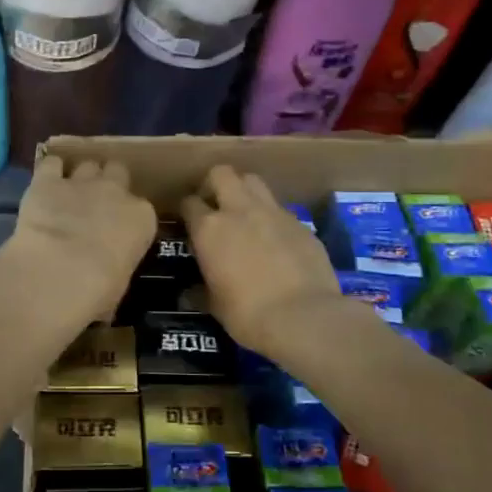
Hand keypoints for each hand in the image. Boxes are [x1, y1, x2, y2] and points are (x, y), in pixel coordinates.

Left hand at [5, 155, 157, 324]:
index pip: (142, 209)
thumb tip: (107, 277)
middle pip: (118, 171)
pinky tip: (44, 185)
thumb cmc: (98, 290)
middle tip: (96, 203)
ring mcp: (82, 182)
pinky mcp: (47, 180)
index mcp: (142, 218)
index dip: (128, 217)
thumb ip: (117, 265)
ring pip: (87, 165)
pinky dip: (49, 172)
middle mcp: (116, 192)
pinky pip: (52, 164)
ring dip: (80, 177)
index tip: (118, 230)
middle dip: (108, 183)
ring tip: (69, 195)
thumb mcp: (119, 283)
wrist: (58, 271)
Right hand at [182, 165, 348, 356]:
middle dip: (214, 184)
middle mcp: (239, 210)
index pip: (189, 203)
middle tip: (215, 207)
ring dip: (244, 191)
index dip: (187, 211)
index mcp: (209, 228)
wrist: (304, 317)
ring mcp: (273, 212)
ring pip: (253, 181)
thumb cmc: (248, 314)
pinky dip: (272, 217)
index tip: (189, 223)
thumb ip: (200, 291)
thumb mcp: (215, 305)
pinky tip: (275, 239)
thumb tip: (188, 294)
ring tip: (245, 215)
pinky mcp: (300, 222)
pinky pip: (279, 208)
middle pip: (222, 173)